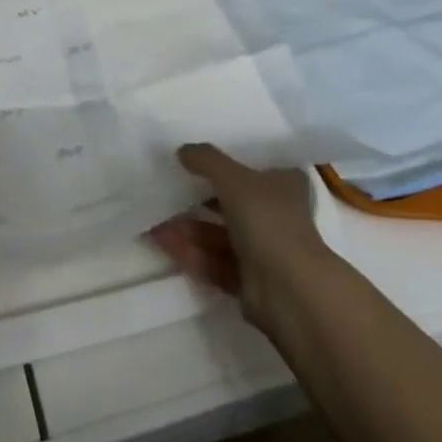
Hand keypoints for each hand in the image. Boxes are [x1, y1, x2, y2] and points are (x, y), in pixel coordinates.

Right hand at [149, 143, 330, 334]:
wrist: (289, 291)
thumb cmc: (268, 220)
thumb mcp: (233, 178)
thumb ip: (206, 160)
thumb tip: (182, 150)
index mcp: (284, 185)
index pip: (254, 167)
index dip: (227, 162)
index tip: (195, 160)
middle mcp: (275, 215)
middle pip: (231, 202)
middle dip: (197, 198)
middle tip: (166, 189)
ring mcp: (262, 250)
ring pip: (218, 234)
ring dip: (187, 227)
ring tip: (153, 219)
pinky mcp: (248, 281)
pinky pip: (213, 260)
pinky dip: (189, 251)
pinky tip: (160, 240)